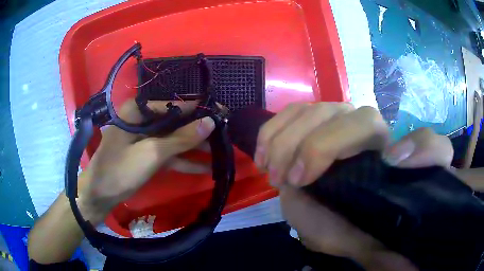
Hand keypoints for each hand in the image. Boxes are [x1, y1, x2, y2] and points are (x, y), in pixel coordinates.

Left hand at [77, 100, 214, 224]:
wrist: (100, 196)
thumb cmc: (120, 170)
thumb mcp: (152, 153)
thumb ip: (181, 138)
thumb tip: (210, 121)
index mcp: (138, 111)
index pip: (173, 105)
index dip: (198, 109)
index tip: (221, 112)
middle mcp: (142, 121)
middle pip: (175, 123)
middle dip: (198, 131)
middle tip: (225, 133)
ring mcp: (145, 140)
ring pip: (174, 140)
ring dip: (195, 148)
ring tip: (221, 151)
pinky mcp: (147, 156)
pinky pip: (169, 154)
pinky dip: (185, 161)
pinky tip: (205, 168)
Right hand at [255, 102, 452, 270]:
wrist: (334, 221)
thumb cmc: (355, 233)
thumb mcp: (372, 247)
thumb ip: (388, 249)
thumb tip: (407, 244)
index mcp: (401, 169)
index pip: (430, 146)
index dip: (420, 149)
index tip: (390, 165)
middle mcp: (377, 141)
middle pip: (363, 118)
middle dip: (322, 144)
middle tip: (294, 179)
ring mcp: (345, 126)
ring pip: (325, 109)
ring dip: (291, 138)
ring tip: (273, 171)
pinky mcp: (316, 125)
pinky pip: (296, 111)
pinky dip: (275, 128)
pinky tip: (264, 154)